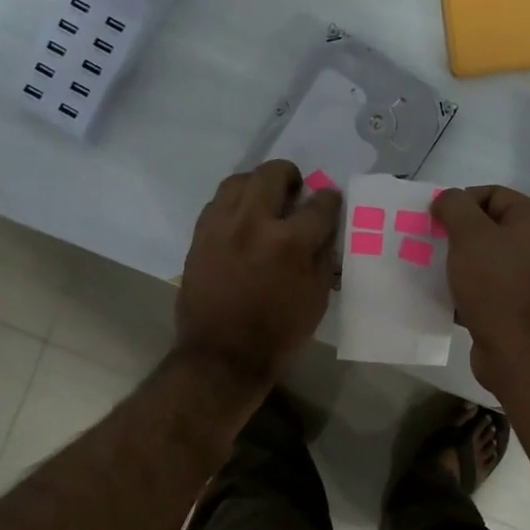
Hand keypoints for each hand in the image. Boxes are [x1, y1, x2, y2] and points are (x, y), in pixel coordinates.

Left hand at [177, 160, 340, 386]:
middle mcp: (254, 223)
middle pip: (274, 174)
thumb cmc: (278, 334)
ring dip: (258, 184)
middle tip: (295, 191)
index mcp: (290, 242)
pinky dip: (234, 203)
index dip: (330, 200)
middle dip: (291, 176)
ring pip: (240, 180)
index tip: (330, 202)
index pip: (319, 204)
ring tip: (265, 200)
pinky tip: (241, 219)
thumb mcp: (316, 299)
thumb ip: (322, 257)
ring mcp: (222, 225)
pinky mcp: (200, 235)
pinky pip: (218, 202)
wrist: (222, 355)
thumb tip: (325, 230)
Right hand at [431, 185, 529, 393]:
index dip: (462, 200)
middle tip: (428, 243)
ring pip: (483, 262)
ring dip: (455, 264)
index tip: (435, 219)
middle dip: (455, 234)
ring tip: (428, 269)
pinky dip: (462, 291)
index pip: (494, 194)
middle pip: (488, 229)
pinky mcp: (513, 309)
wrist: (518, 350)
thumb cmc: (496, 284)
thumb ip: (455, 207)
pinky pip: (482, 291)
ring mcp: (526, 281)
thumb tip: (446, 200)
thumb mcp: (470, 235)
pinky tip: (440, 297)